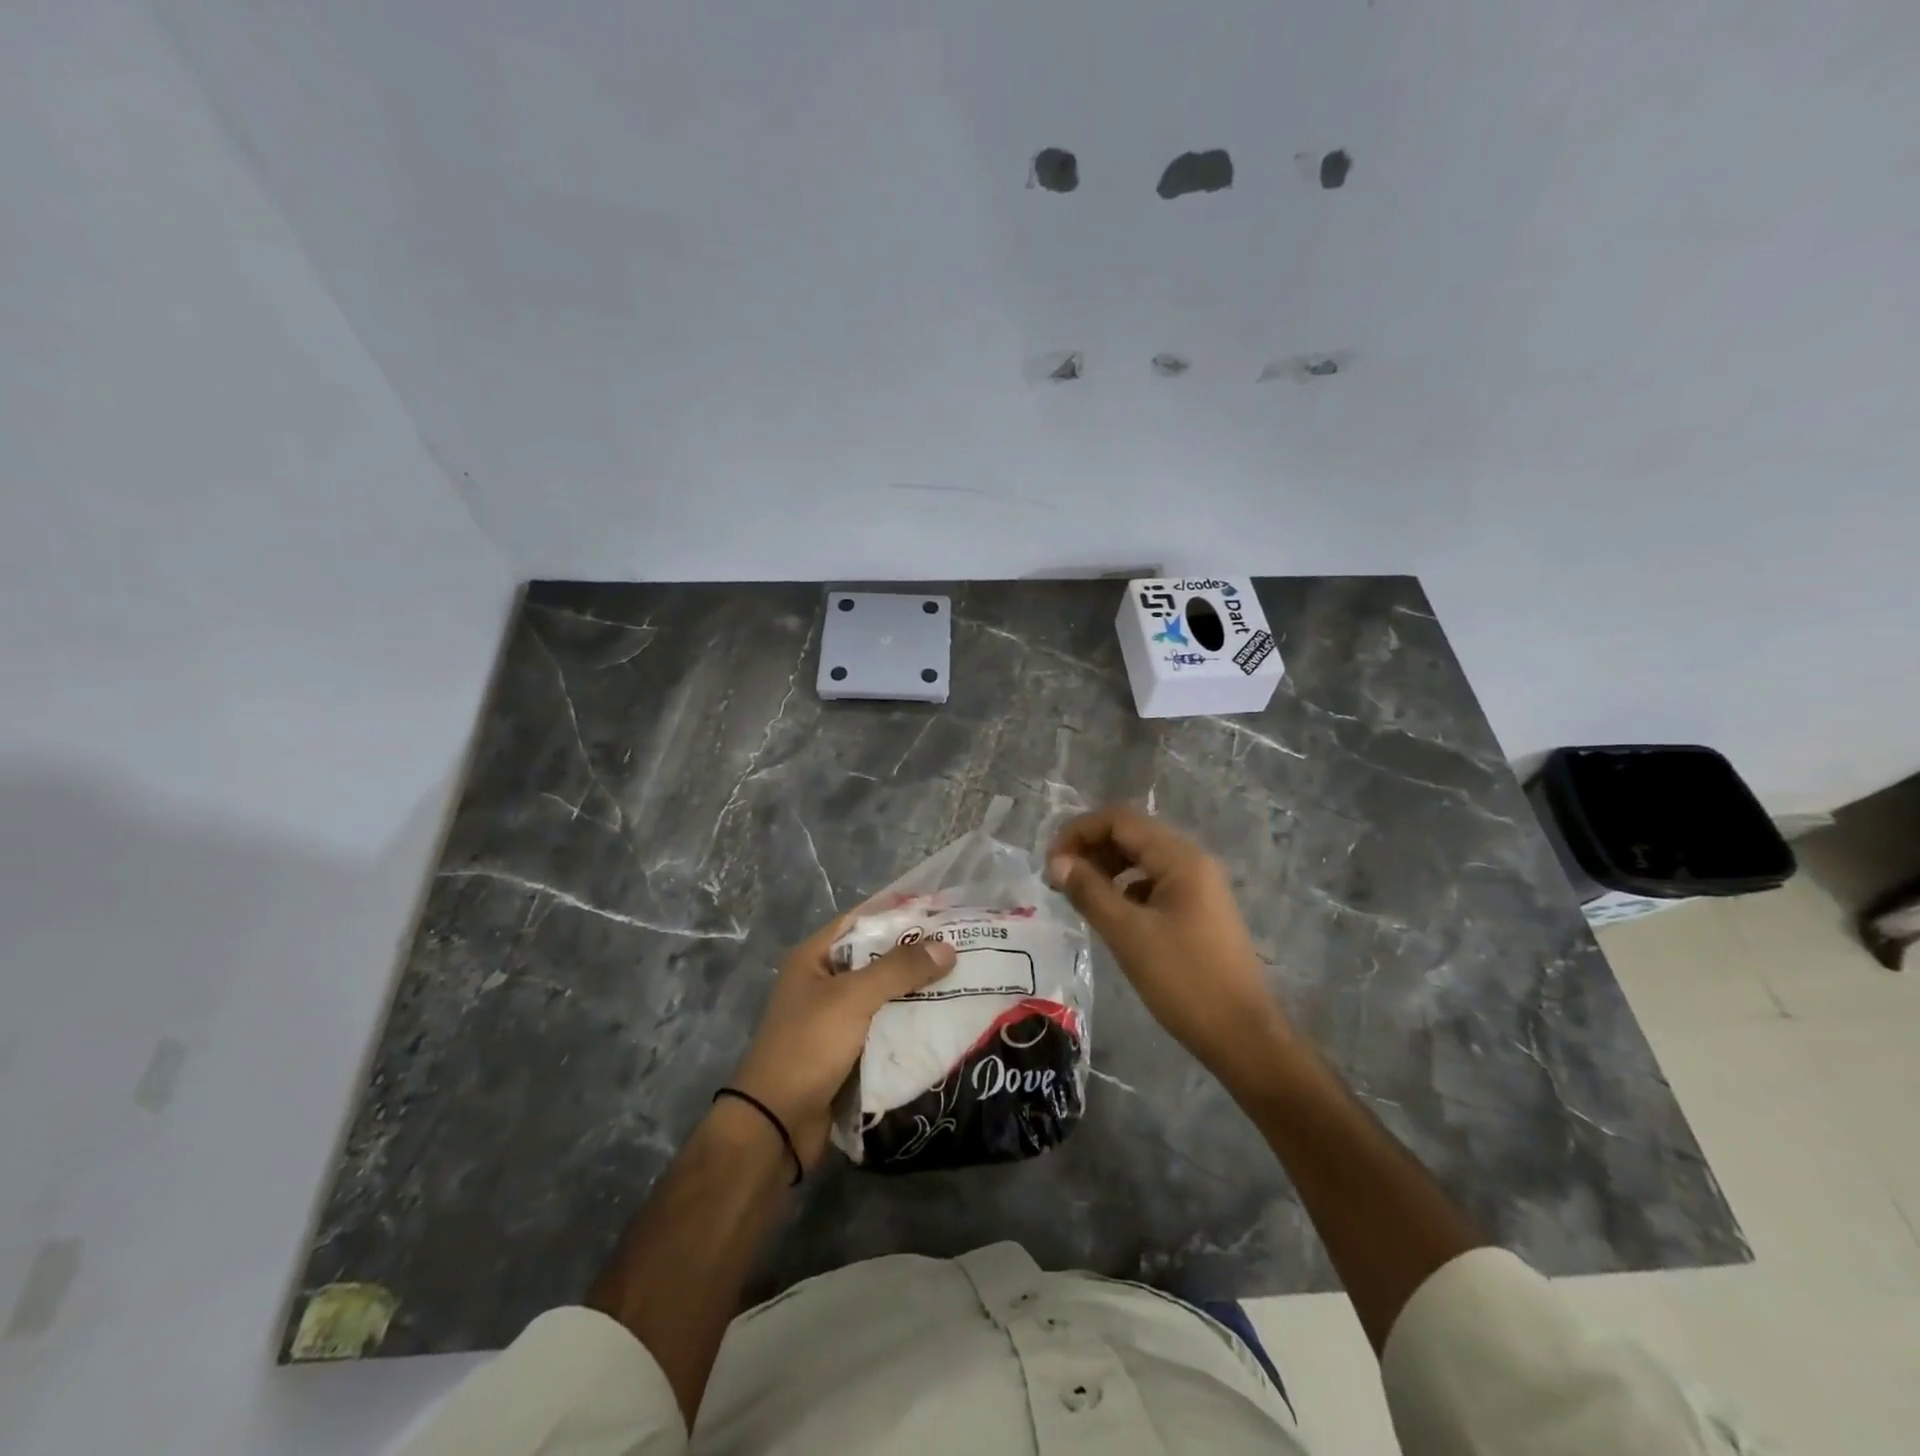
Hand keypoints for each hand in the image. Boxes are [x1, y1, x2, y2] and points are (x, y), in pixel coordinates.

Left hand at [729, 913, 955, 1168]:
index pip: (863, 920)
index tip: (942, 908)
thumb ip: (899, 969)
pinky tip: (944, 1020)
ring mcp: (836, 1019)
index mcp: (815, 958)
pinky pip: (886, 1027)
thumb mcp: (853, 998)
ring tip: (964, 980)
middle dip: (916, 954)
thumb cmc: (808, 1047)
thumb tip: (947, 948)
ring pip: (885, 994)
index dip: (900, 911)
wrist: (776, 1125)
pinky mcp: (849, 1051)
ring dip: (918, 990)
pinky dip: (910, 1022)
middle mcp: (825, 982)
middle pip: (877, 957)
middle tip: (964, 946)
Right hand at [1048, 805, 1293, 1085]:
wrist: (1242, 1036)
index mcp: (1180, 858)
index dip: (1079, 831)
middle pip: (1132, 834)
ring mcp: (1199, 886)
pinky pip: (1153, 883)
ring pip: (1142, 859)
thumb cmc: (1184, 980)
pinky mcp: (1198, 910)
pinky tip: (1110, 913)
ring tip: (1077, 894)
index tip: (1050, 862)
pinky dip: (1125, 888)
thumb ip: (1089, 891)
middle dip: (1091, 848)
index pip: (1120, 820)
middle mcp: (1192, 861)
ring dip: (1106, 867)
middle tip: (1058, 879)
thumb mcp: (1128, 934)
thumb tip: (1056, 861)